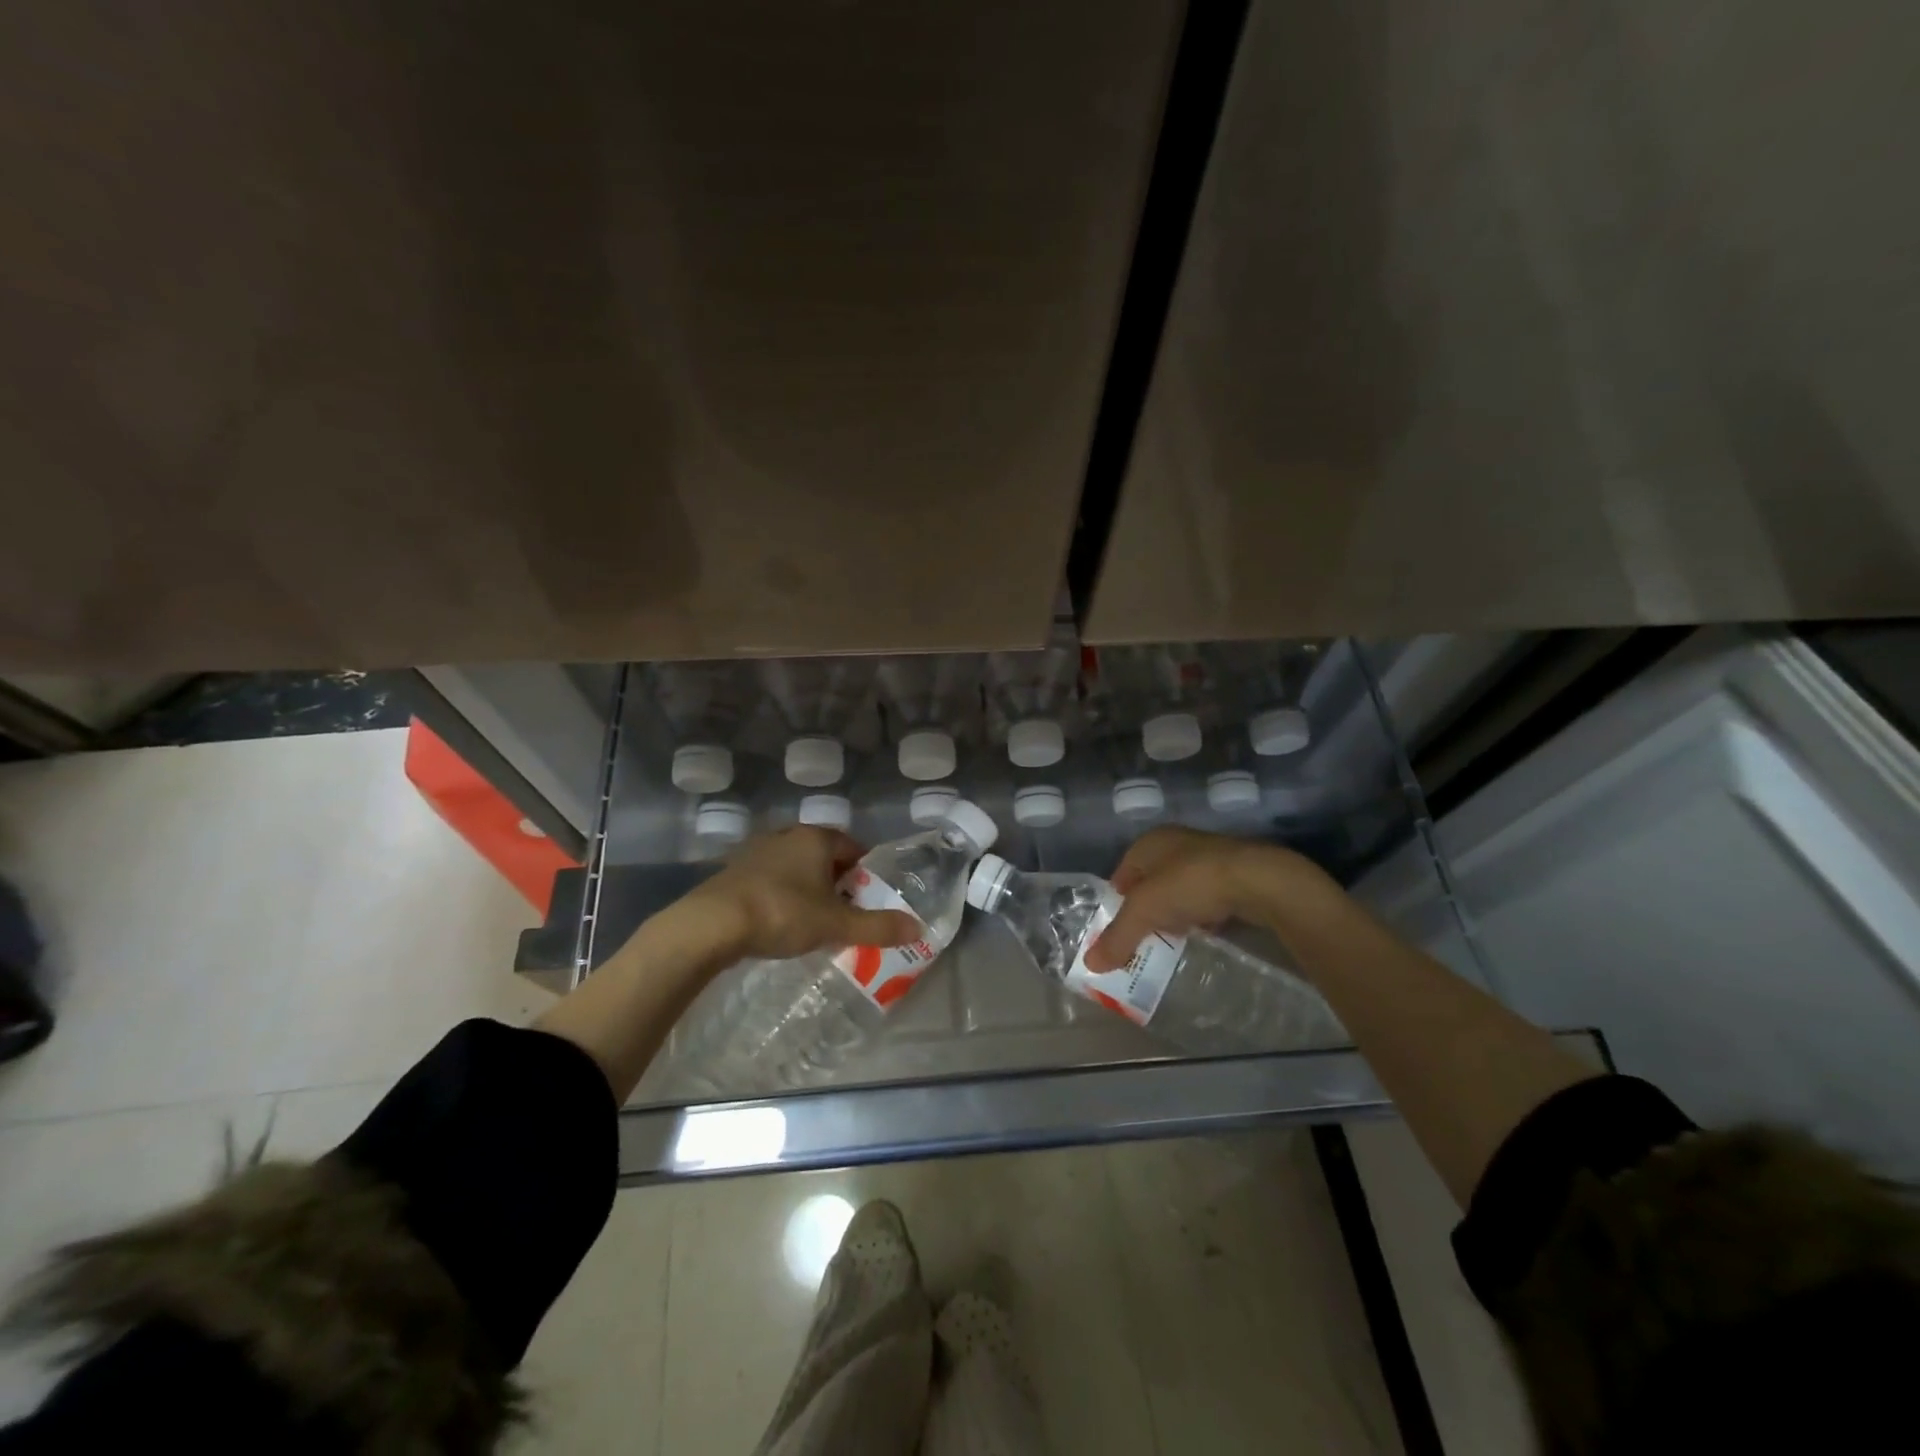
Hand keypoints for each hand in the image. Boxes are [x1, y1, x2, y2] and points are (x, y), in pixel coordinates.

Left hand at [674, 826, 922, 962]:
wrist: (711, 925)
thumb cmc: (782, 913)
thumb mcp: (836, 924)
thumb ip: (878, 926)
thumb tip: (918, 928)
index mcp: (816, 838)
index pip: (853, 847)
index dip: (865, 872)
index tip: (870, 899)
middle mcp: (787, 836)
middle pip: (824, 856)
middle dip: (837, 882)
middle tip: (846, 913)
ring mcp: (756, 851)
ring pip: (795, 867)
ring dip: (808, 888)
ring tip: (814, 921)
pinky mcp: (733, 872)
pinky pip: (770, 879)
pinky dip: (781, 895)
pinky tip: (779, 921)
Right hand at [1084, 826, 1339, 970]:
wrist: (1258, 880)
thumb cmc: (1190, 884)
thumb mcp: (1145, 912)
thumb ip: (1118, 938)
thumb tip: (1091, 964)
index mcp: (1150, 842)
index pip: (1122, 873)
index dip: (1117, 902)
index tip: (1117, 930)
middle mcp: (1177, 843)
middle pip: (1152, 882)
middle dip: (1148, 910)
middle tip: (1144, 938)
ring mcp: (1210, 857)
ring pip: (1182, 890)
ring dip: (1177, 913)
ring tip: (1174, 939)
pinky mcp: (1237, 875)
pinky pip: (1210, 898)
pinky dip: (1204, 915)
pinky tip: (1206, 933)